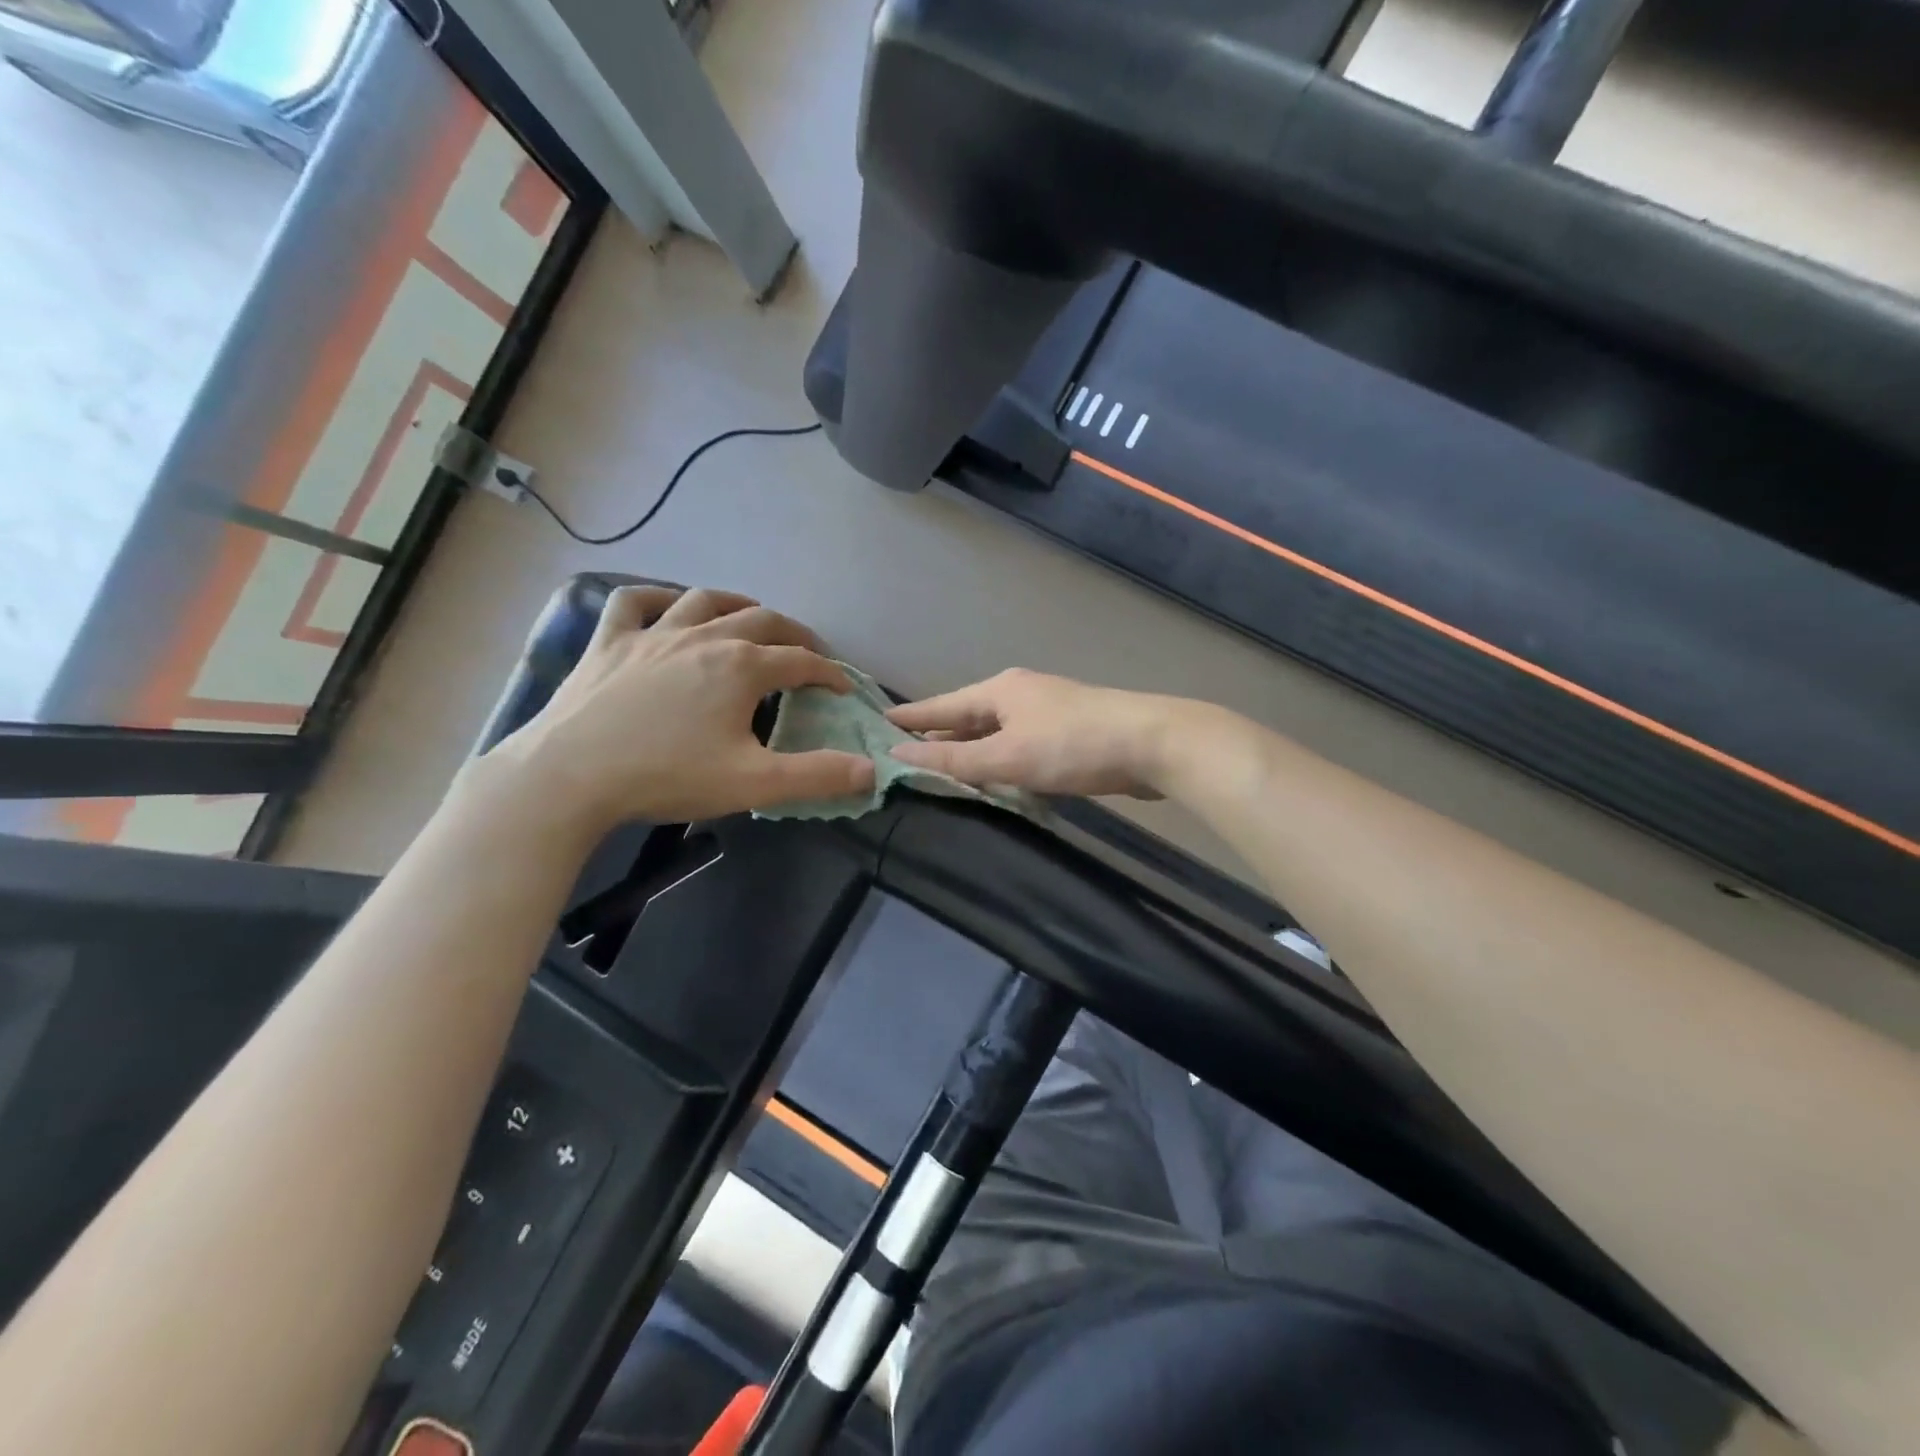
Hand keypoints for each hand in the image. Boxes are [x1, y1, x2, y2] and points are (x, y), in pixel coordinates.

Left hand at [475, 586, 874, 834]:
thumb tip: (871, 770)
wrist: (568, 777)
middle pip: (762, 621)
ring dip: (736, 604)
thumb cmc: (666, 777)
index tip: (843, 688)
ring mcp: (652, 634)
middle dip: (794, 634)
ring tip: (751, 617)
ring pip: (704, 600)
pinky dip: (657, 597)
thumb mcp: (753, 784)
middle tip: (808, 652)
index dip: (829, 674)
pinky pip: (634, 602)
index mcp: (741, 667)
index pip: (801, 662)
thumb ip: (817, 776)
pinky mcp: (609, 642)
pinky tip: (668, 607)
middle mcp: (703, 637)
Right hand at [887, 669, 1184, 798]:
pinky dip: (1000, 757)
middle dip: (940, 732)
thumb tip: (898, 753)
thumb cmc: (1072, 746)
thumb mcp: (1006, 756)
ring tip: (943, 763)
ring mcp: (1048, 712)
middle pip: (969, 715)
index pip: (943, 704)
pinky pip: (1019, 744)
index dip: (912, 716)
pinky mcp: (1069, 733)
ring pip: (996, 730)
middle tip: (905, 749)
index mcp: (1000, 691)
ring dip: (971, 747)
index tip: (880, 722)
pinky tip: (996, 774)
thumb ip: (953, 758)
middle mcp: (1021, 694)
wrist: (1152, 744)